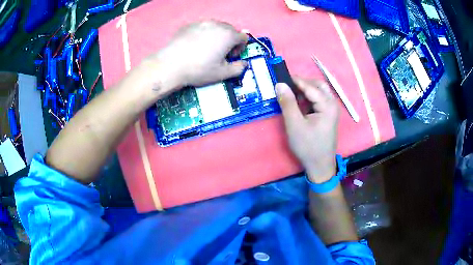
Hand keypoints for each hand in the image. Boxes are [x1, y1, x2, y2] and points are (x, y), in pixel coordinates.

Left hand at [153, 20, 247, 89]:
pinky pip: (202, 27)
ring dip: (217, 36)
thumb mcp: (222, 74)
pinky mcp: (189, 25)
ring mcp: (201, 23)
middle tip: (220, 53)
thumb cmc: (199, 69)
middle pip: (230, 30)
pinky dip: (203, 34)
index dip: (241, 47)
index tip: (231, 56)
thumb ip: (238, 69)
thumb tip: (244, 64)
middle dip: (229, 40)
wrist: (171, 65)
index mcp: (228, 35)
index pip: (243, 37)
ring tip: (207, 48)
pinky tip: (194, 45)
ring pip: (216, 26)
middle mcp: (217, 25)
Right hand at [275, 78, 338, 182]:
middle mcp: (333, 104)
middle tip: (287, 87)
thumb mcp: (294, 125)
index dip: (294, 80)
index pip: (310, 86)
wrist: (320, 166)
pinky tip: (299, 103)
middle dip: (302, 83)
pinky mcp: (329, 115)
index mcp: (327, 105)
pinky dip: (309, 98)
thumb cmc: (308, 146)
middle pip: (318, 85)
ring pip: (319, 91)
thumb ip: (288, 103)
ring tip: (291, 95)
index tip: (280, 77)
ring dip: (306, 90)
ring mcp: (332, 109)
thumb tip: (280, 84)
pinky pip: (319, 100)